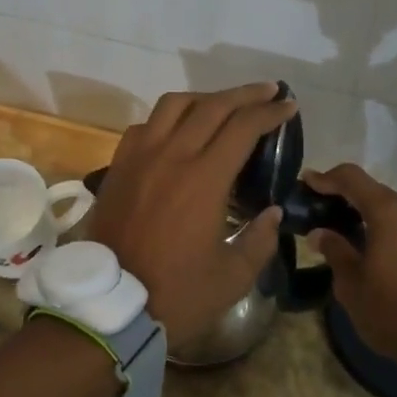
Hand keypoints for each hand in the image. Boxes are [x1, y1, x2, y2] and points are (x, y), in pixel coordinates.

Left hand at [86, 83, 293, 341]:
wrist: (108, 305)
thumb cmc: (176, 294)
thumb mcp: (232, 278)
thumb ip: (259, 240)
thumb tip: (272, 211)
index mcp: (204, 178)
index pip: (243, 127)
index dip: (270, 112)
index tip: (289, 106)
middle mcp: (171, 155)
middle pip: (212, 105)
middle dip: (245, 94)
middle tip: (268, 91)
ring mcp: (140, 156)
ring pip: (174, 105)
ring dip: (205, 97)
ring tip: (224, 104)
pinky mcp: (119, 165)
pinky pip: (145, 125)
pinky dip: (168, 118)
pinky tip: (178, 129)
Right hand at [304, 164, 396, 364]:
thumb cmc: (393, 309)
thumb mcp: (352, 285)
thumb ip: (335, 251)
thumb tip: (321, 233)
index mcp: (388, 213)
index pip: (352, 178)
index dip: (327, 178)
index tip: (308, 183)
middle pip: (377, 194)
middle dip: (351, 200)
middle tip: (328, 214)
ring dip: (376, 220)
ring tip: (357, 238)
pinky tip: (387, 256)